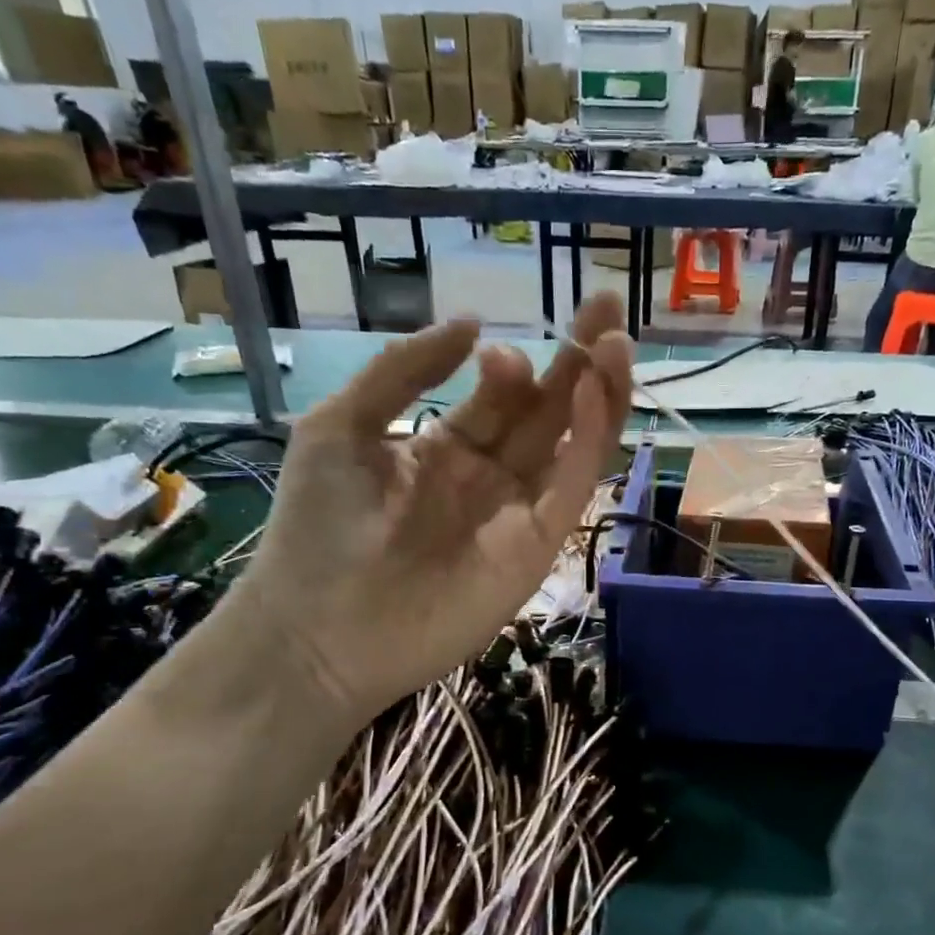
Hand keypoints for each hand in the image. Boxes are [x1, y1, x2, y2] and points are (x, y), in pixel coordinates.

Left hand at [240, 294, 632, 718]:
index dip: (513, 366)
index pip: (500, 398)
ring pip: (573, 445)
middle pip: (548, 412)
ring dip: (599, 394)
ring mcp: (518, 512)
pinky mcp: (538, 546)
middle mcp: (491, 477)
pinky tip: (596, 394)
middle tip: (606, 305)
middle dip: (578, 360)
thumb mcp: (340, 427)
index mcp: (446, 449)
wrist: (320, 629)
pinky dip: (591, 441)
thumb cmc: (318, 528)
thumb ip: (402, 371)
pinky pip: (572, 486)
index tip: (496, 346)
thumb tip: (472, 325)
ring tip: (616, 340)